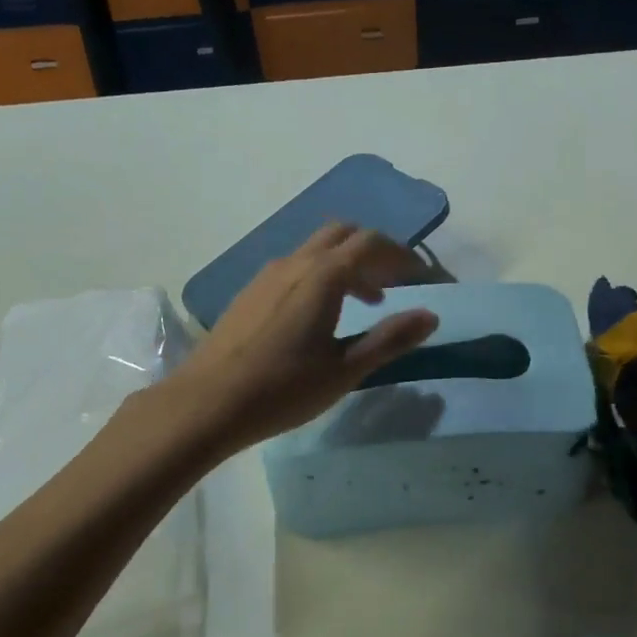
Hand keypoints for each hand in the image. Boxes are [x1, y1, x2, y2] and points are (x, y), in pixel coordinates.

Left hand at [174, 224, 438, 453]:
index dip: (403, 255)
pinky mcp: (250, 291)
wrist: (205, 403)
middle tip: (394, 283)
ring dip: (347, 263)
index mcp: (323, 275)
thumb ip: (390, 339)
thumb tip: (431, 316)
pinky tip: (320, 315)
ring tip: (365, 302)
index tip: (423, 277)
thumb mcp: (345, 370)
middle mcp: (295, 262)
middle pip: (343, 233)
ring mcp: (267, 274)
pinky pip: (296, 266)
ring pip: (316, 249)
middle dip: (374, 250)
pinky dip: (321, 274)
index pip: (372, 243)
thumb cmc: (283, 389)